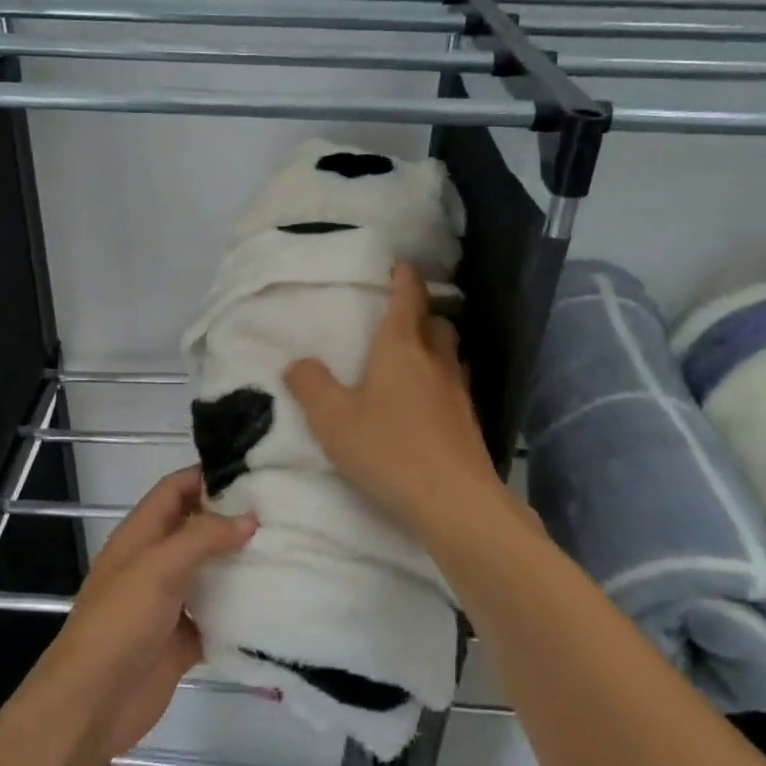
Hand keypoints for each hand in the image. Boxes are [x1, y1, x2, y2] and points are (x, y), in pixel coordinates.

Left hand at [34, 467, 254, 760]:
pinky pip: (218, 617)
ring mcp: (169, 602)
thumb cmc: (120, 622)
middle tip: (282, 510)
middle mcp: (155, 562)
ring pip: (210, 572)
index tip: (252, 470)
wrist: (94, 702)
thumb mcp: (158, 567)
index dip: (206, 475)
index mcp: (141, 535)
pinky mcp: (183, 639)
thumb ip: (202, 538)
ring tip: (288, 549)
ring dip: (240, 564)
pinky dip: (241, 610)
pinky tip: (275, 602)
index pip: (175, 490)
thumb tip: (248, 518)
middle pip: (196, 528)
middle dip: (232, 518)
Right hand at [284, 261, 504, 540]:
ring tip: (412, 357)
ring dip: (434, 346)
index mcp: (399, 348)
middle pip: (436, 322)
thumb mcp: (332, 419)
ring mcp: (457, 392)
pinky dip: (439, 381)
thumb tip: (297, 362)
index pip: (407, 298)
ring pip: (449, 354)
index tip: (400, 264)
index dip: (404, 278)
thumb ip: (310, 386)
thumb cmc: (387, 449)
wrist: (453, 501)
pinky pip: (453, 385)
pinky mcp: (468, 423)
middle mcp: (434, 361)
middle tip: (401, 316)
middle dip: (421, 312)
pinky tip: (424, 403)